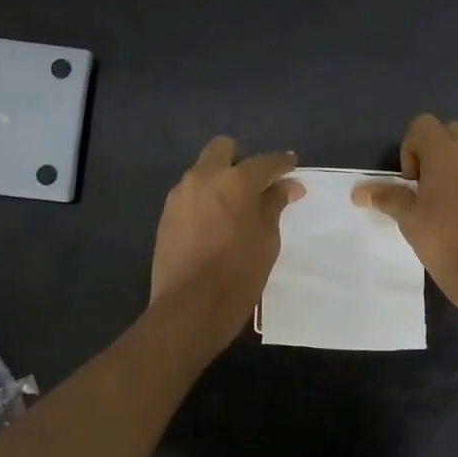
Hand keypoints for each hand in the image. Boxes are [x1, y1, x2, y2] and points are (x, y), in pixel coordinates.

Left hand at [151, 136, 302, 329]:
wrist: (189, 308)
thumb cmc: (239, 274)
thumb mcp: (267, 240)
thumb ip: (274, 205)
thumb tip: (288, 185)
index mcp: (234, 181)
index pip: (264, 162)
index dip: (281, 163)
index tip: (291, 166)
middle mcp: (203, 178)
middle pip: (222, 148)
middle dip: (241, 158)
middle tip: (256, 184)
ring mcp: (179, 195)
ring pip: (203, 171)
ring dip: (220, 179)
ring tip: (235, 207)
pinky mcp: (166, 215)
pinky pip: (190, 194)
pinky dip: (205, 199)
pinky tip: (214, 223)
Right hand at [354, 115, 457, 319]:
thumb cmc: (444, 241)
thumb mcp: (409, 219)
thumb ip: (387, 197)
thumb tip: (359, 192)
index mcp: (446, 152)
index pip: (423, 125)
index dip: (410, 149)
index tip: (410, 181)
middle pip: (449, 131)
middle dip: (434, 150)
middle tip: (425, 186)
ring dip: (455, 163)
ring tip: (445, 200)